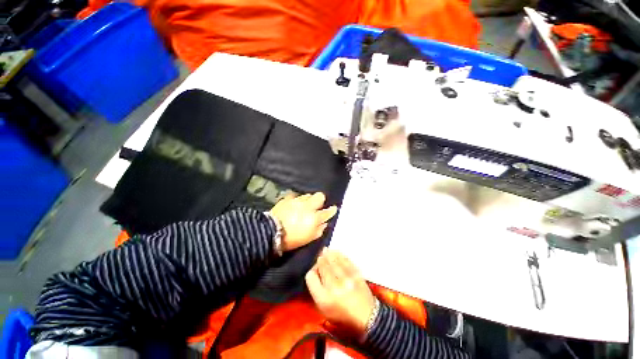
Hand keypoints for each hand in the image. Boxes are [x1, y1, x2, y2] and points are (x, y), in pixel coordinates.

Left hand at [269, 192, 337, 250]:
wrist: (271, 232)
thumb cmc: (292, 239)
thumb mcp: (308, 238)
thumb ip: (319, 230)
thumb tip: (324, 223)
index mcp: (314, 218)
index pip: (327, 212)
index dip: (332, 210)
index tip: (333, 208)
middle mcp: (308, 207)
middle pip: (319, 196)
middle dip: (320, 199)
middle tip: (317, 205)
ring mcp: (297, 201)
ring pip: (307, 195)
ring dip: (308, 199)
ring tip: (304, 205)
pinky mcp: (287, 199)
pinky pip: (295, 195)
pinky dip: (296, 199)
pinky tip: (294, 203)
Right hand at [305, 249, 376, 335]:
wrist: (367, 318)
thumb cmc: (342, 316)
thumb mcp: (324, 310)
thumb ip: (317, 291)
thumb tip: (316, 272)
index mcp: (323, 298)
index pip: (311, 277)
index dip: (312, 271)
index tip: (315, 270)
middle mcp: (333, 287)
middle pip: (322, 266)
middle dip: (320, 259)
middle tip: (320, 255)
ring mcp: (346, 279)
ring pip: (333, 260)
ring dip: (328, 254)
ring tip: (326, 250)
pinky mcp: (356, 274)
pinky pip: (345, 260)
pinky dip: (339, 255)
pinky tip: (336, 252)